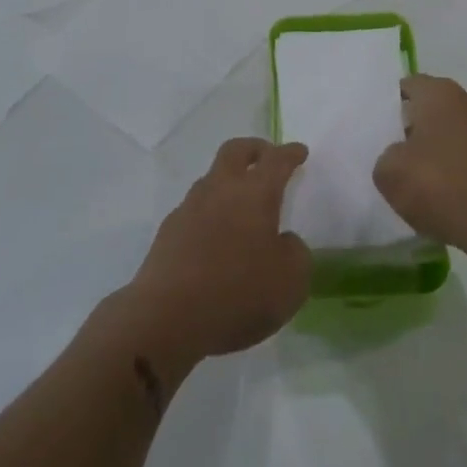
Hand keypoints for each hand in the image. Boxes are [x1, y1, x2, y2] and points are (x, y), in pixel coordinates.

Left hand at [118, 139, 311, 371]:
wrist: (167, 318)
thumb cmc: (238, 294)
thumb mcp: (291, 281)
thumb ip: (295, 253)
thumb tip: (283, 241)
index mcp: (255, 193)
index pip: (276, 160)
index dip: (290, 153)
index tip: (299, 151)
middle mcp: (220, 190)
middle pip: (235, 151)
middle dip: (254, 149)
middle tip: (267, 156)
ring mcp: (189, 208)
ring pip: (211, 179)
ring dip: (229, 182)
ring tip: (242, 204)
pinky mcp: (168, 232)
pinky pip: (195, 210)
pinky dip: (210, 213)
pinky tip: (216, 238)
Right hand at [374, 75, 466, 259]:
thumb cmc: (438, 185)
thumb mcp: (388, 172)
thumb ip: (387, 155)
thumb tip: (400, 156)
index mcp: (440, 93)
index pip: (409, 86)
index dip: (392, 106)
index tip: (382, 130)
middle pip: (436, 107)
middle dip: (420, 126)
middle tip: (400, 154)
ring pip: (458, 131)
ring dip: (444, 147)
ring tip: (426, 178)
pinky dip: (464, 168)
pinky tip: (451, 193)